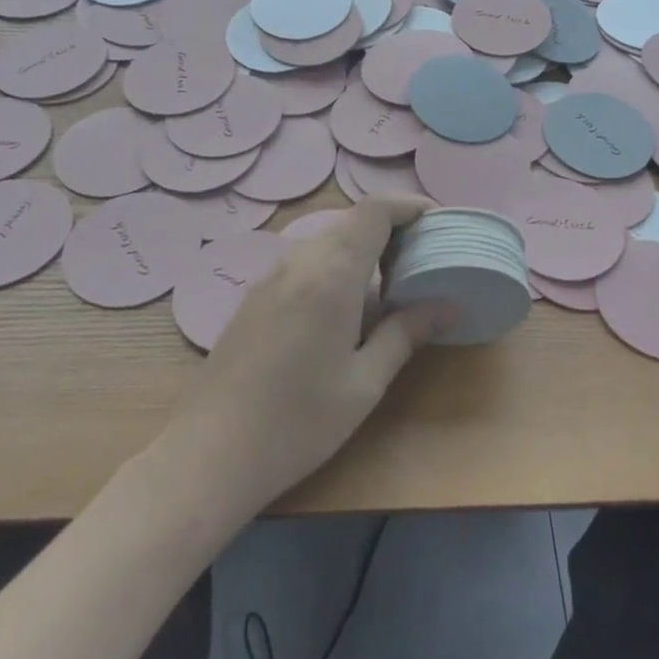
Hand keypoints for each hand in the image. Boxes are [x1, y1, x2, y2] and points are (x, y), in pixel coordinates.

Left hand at [172, 196, 450, 507]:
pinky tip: (343, 308)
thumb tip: (449, 305)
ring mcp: (271, 276)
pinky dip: (335, 264)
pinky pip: (305, 260)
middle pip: (351, 221)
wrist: (209, 453)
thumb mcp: (364, 383)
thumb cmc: (297, 422)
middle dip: (391, 229)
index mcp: (332, 274)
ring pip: (326, 240)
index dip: (408, 205)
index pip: (374, 210)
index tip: (437, 222)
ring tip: (389, 285)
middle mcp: (299, 261)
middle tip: (422, 260)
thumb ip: (406, 334)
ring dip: (361, 248)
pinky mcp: (255, 295)